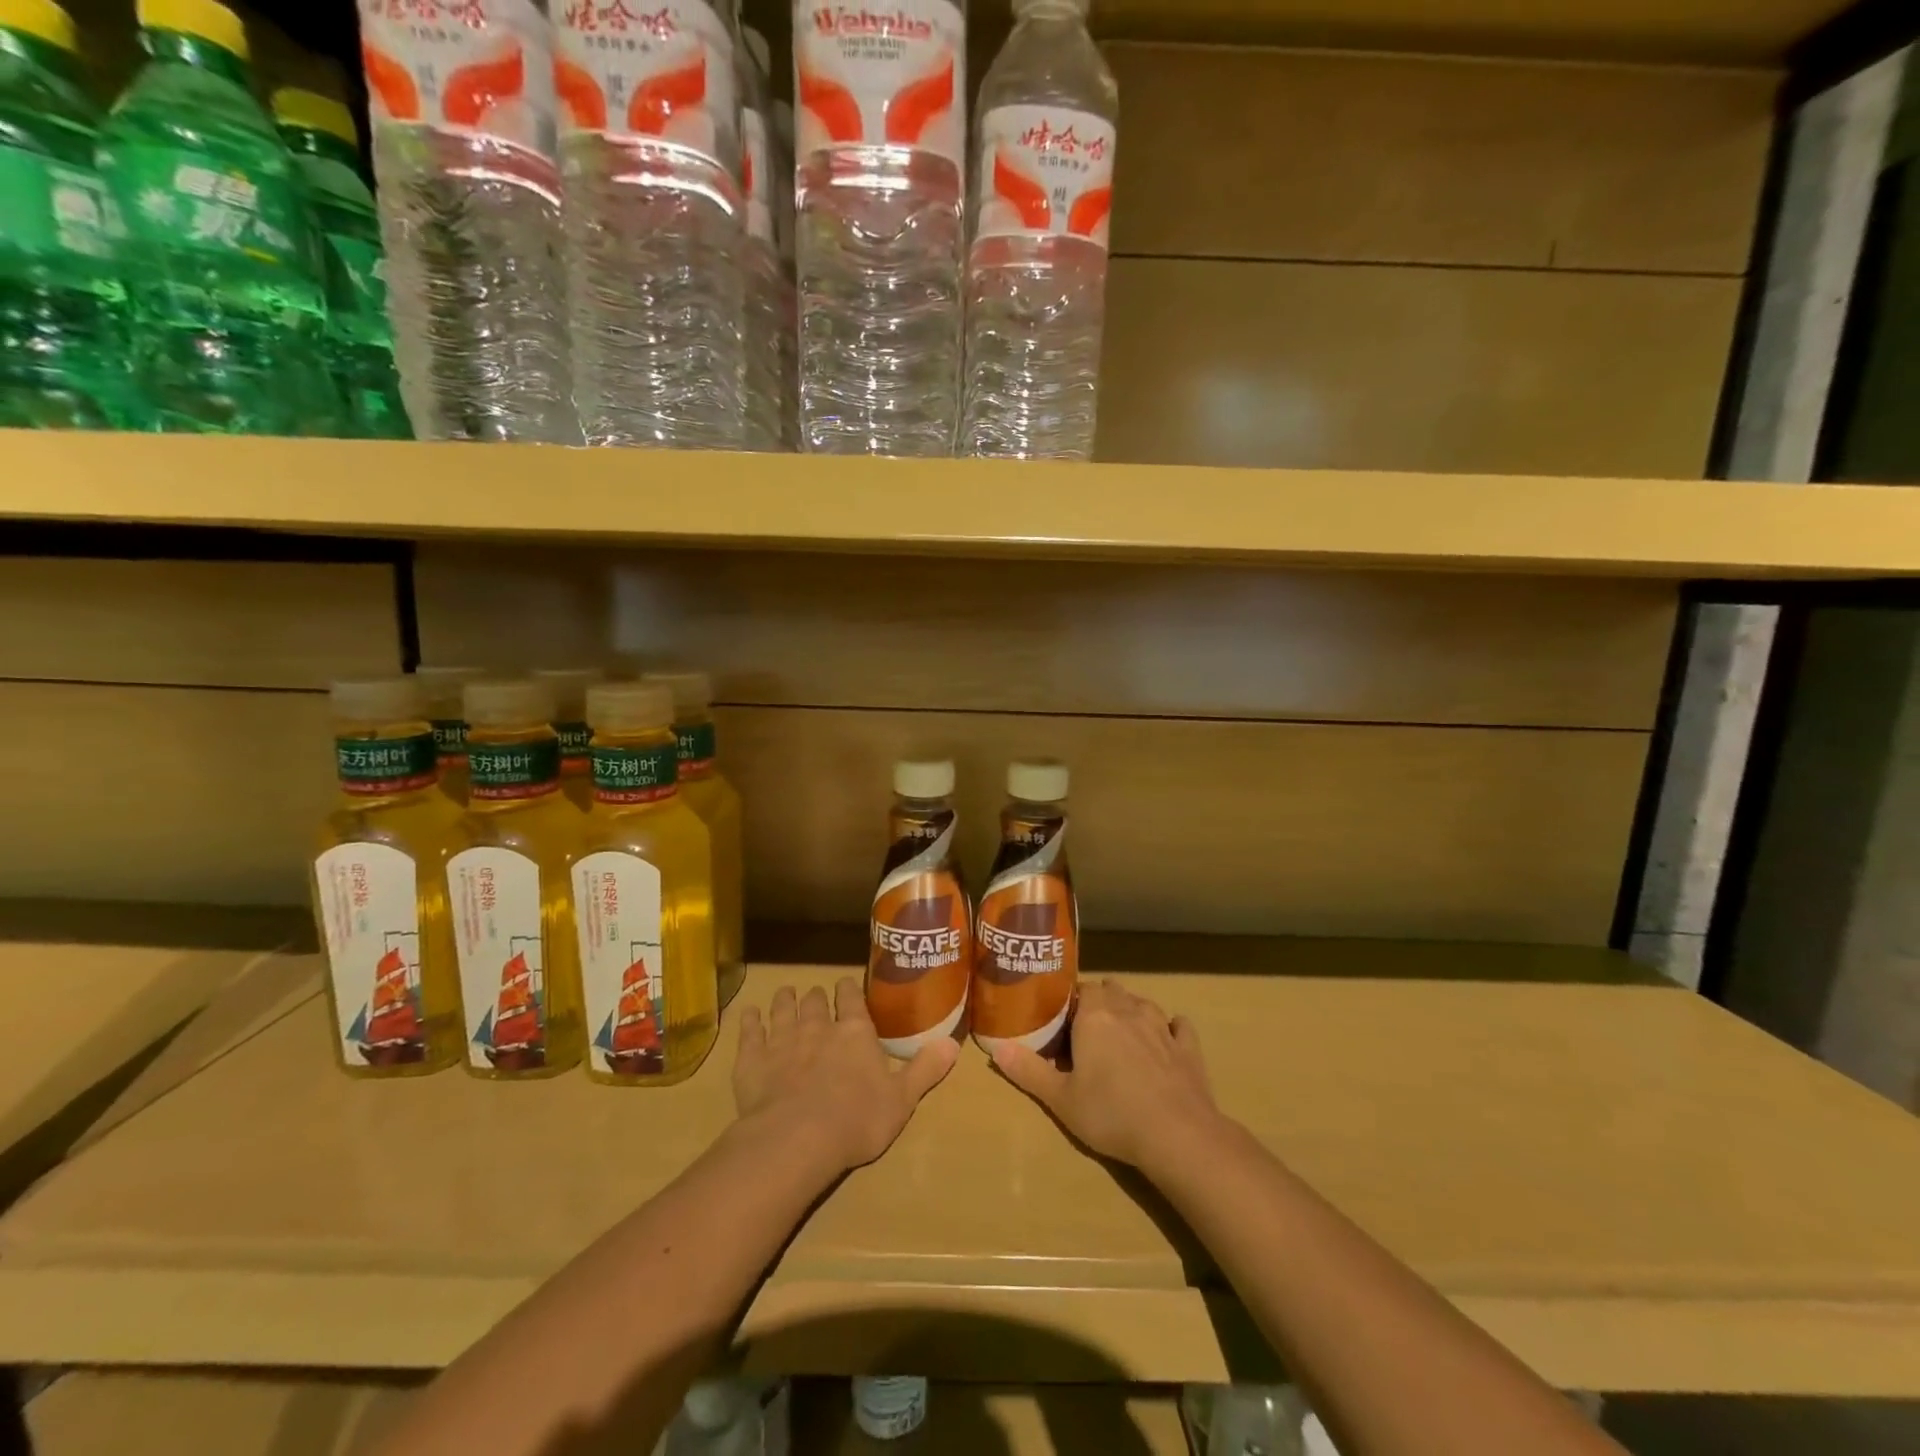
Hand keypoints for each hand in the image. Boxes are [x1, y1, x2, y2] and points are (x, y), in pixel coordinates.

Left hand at [734, 977, 958, 1173]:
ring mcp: (782, 1040)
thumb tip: (954, 1044)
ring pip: (783, 1008)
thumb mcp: (902, 1100)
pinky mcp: (752, 1059)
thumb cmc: (856, 1120)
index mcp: (855, 1032)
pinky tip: (749, 1015)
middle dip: (817, 997)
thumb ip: (925, 1069)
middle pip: (816, 1001)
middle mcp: (818, 1026)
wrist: (796, 1140)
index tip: (846, 987)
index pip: (852, 998)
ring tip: (786, 994)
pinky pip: (749, 1031)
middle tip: (817, 997)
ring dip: (785, 1000)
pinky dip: (750, 1020)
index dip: (849, 990)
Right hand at [991, 978, 1222, 1170]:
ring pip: (1143, 1003)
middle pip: (1111, 990)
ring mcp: (1162, 1027)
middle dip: (1099, 1001)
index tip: (1062, 1020)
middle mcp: (1129, 1010)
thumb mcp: (1060, 1099)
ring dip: (1131, 1010)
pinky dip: (1171, 1028)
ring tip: (1121, 1032)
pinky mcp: (1189, 1047)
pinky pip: (1179, 1025)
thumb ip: (1028, 1070)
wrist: (1177, 1136)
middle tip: (1086, 1028)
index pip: (1081, 989)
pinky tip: (1167, 1039)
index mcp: (1095, 1016)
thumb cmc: (1111, 1114)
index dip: (1070, 1001)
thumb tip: (995, 1048)